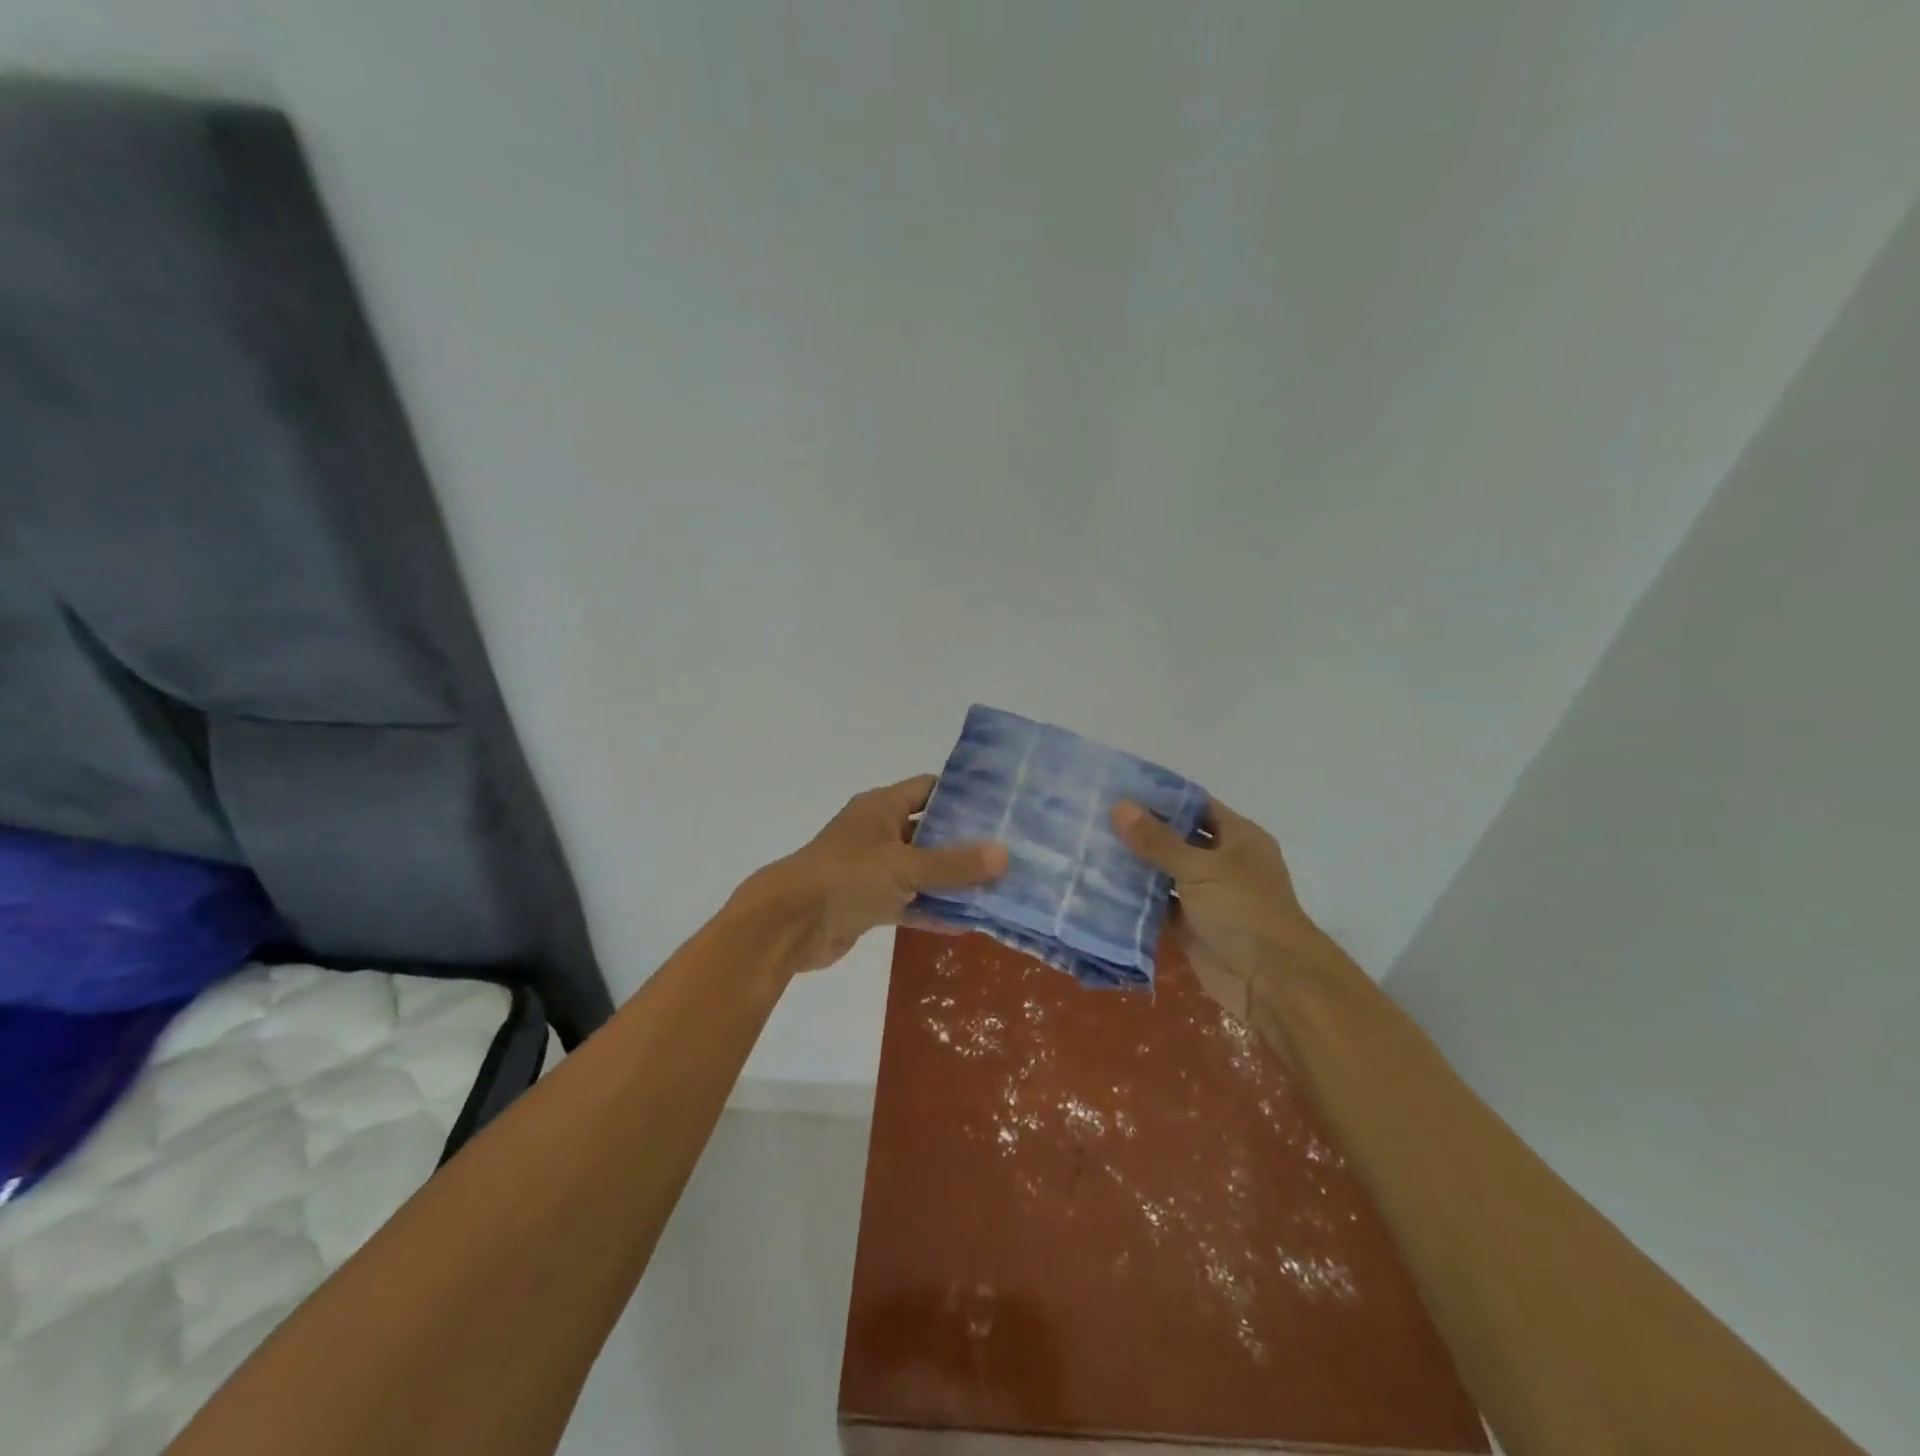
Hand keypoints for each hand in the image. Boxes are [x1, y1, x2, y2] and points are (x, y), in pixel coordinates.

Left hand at [747, 774, 1007, 972]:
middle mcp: (878, 832)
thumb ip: (954, 864)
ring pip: (921, 870)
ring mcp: (872, 869)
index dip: (962, 795)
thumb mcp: (906, 866)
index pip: (929, 789)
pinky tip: (967, 923)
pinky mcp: (868, 903)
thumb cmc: (847, 877)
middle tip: (1008, 850)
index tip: (1000, 807)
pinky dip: (932, 910)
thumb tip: (1004, 854)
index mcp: (881, 807)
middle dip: (964, 842)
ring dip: (951, 881)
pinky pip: (909, 901)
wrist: (789, 924)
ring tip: (997, 887)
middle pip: (929, 831)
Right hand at [1111, 796, 1323, 1023]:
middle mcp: (1224, 862)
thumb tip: (1119, 806)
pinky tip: (1102, 886)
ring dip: (1136, 865)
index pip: (1196, 805)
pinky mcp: (1192, 926)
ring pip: (1165, 873)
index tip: (1120, 788)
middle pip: (1178, 838)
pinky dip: (1136, 899)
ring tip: (1092, 847)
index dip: (1162, 796)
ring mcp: (1208, 896)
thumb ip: (1158, 840)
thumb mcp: (1200, 868)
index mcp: (1238, 837)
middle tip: (1096, 817)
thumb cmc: (1243, 910)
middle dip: (1142, 831)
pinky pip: (1159, 906)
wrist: (1271, 981)